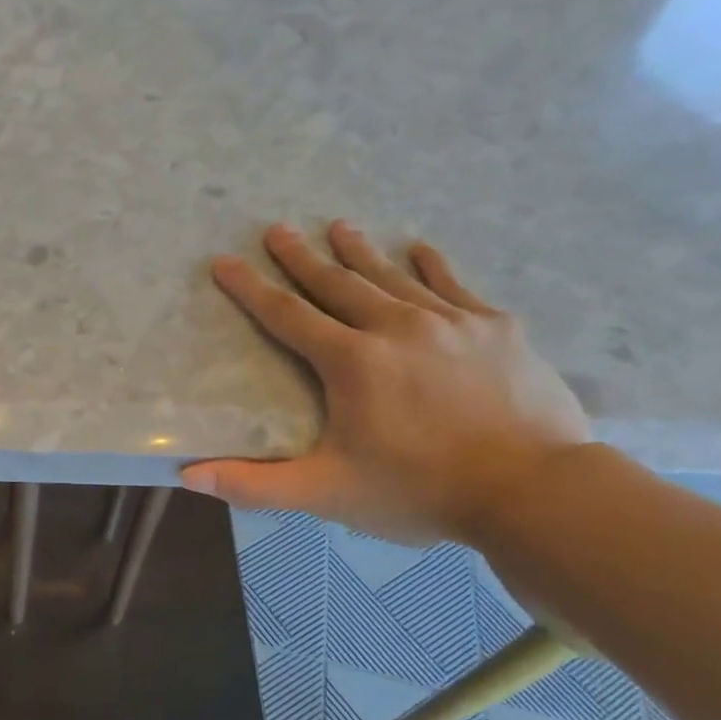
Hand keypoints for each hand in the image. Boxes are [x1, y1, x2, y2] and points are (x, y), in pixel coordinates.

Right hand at [182, 221, 591, 545]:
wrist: (533, 489)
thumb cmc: (417, 490)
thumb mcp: (325, 493)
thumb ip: (254, 484)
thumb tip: (188, 475)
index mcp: (351, 362)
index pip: (288, 316)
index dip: (251, 289)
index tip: (225, 261)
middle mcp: (396, 327)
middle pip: (338, 284)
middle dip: (302, 257)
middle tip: (277, 228)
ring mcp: (451, 322)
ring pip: (393, 276)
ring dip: (360, 252)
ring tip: (338, 226)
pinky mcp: (495, 328)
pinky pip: (454, 285)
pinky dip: (432, 266)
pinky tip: (420, 248)